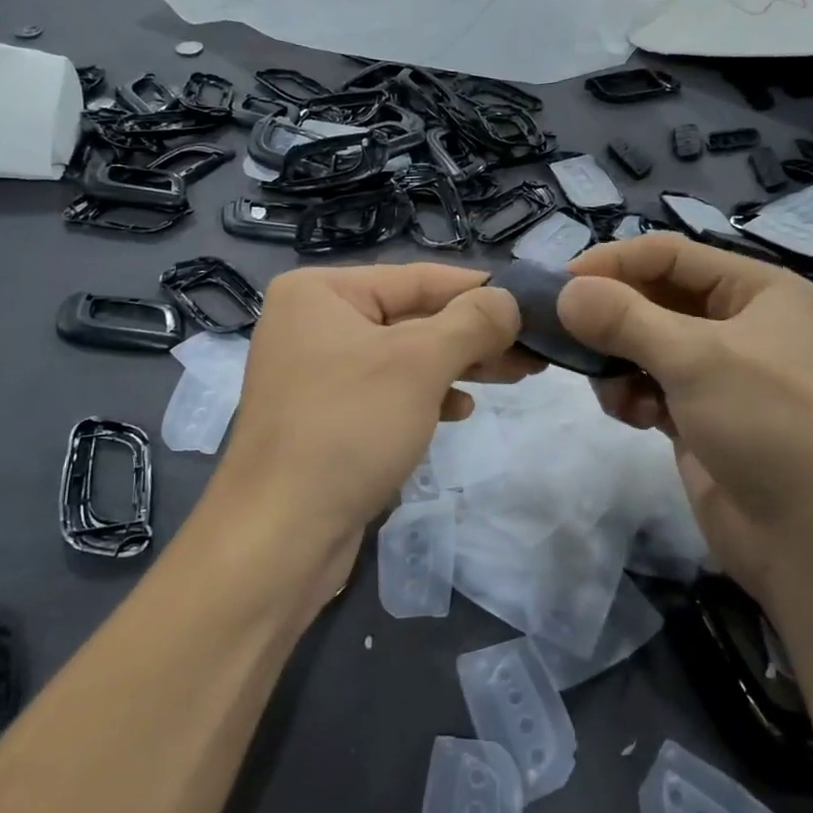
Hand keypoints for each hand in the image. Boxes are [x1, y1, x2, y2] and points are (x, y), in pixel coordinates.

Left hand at [213, 262, 524, 562]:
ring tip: (513, 376)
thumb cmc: (349, 428)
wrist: (281, 535)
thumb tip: (509, 299)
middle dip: (473, 335)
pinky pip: (386, 392)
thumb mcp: (419, 363)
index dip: (478, 290)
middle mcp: (312, 323)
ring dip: (458, 366)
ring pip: (403, 357)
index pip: (416, 278)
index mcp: (320, 292)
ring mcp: (315, 373)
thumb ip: (472, 322)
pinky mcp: (324, 417)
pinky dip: (425, 396)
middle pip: (411, 317)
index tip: (531, 302)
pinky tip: (460, 411)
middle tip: (532, 350)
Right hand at [558, 234, 812, 596]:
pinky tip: (633, 418)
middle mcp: (737, 323)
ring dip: (618, 362)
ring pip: (644, 345)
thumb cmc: (768, 426)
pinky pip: (648, 386)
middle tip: (564, 335)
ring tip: (611, 390)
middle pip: (654, 299)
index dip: (614, 263)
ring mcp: (717, 373)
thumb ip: (624, 319)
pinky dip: (631, 396)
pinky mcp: (699, 416)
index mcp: (755, 290)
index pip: (669, 255)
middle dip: (611, 318)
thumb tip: (564, 293)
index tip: (560, 285)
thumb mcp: (696, 360)